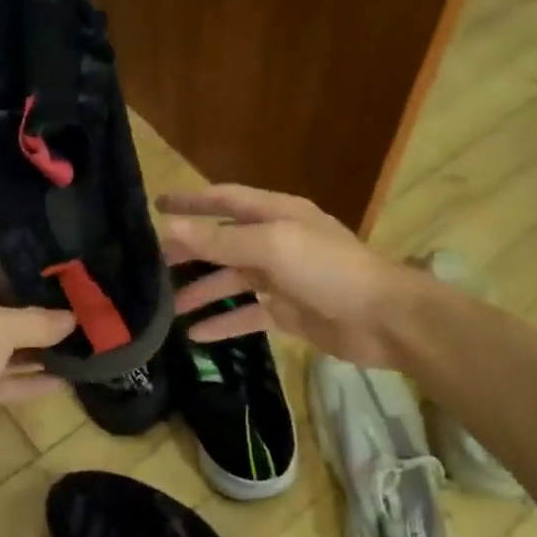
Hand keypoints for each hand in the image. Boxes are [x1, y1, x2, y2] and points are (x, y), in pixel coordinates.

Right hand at [158, 185, 409, 367]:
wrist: (383, 318)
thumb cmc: (329, 270)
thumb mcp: (272, 246)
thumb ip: (221, 240)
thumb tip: (171, 228)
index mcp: (277, 214)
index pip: (225, 199)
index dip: (192, 201)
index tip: (157, 205)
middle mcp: (277, 241)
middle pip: (224, 242)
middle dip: (191, 251)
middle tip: (154, 265)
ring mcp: (283, 278)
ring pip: (233, 280)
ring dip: (203, 291)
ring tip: (169, 308)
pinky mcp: (289, 313)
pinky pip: (248, 314)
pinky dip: (224, 323)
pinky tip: (198, 336)